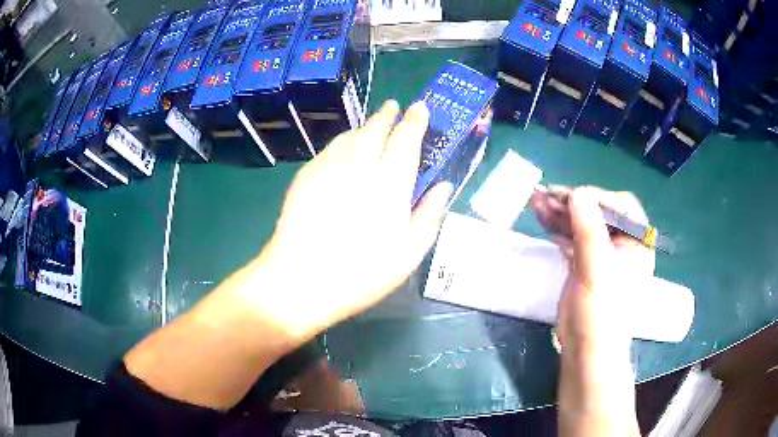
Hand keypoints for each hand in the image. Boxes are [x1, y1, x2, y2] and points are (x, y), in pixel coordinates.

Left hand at [253, 100, 452, 337]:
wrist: (301, 278)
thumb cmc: (362, 273)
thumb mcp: (409, 254)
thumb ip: (430, 215)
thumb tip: (444, 185)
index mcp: (390, 182)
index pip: (406, 138)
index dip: (415, 120)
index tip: (420, 107)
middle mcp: (360, 164)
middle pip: (376, 128)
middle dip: (388, 114)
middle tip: (395, 108)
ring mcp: (329, 166)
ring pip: (351, 134)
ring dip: (365, 126)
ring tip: (373, 128)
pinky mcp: (306, 175)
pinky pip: (330, 147)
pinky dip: (343, 141)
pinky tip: (345, 151)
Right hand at [533, 186, 649, 436]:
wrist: (586, 350)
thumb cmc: (601, 313)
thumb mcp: (597, 270)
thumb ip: (589, 229)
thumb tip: (577, 193)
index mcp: (636, 243)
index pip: (621, 206)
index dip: (597, 197)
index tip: (571, 197)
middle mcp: (621, 244)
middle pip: (597, 212)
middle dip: (571, 202)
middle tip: (545, 194)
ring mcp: (601, 253)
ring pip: (581, 223)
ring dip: (560, 212)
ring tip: (536, 201)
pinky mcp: (584, 263)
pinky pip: (571, 238)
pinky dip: (557, 227)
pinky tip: (542, 218)